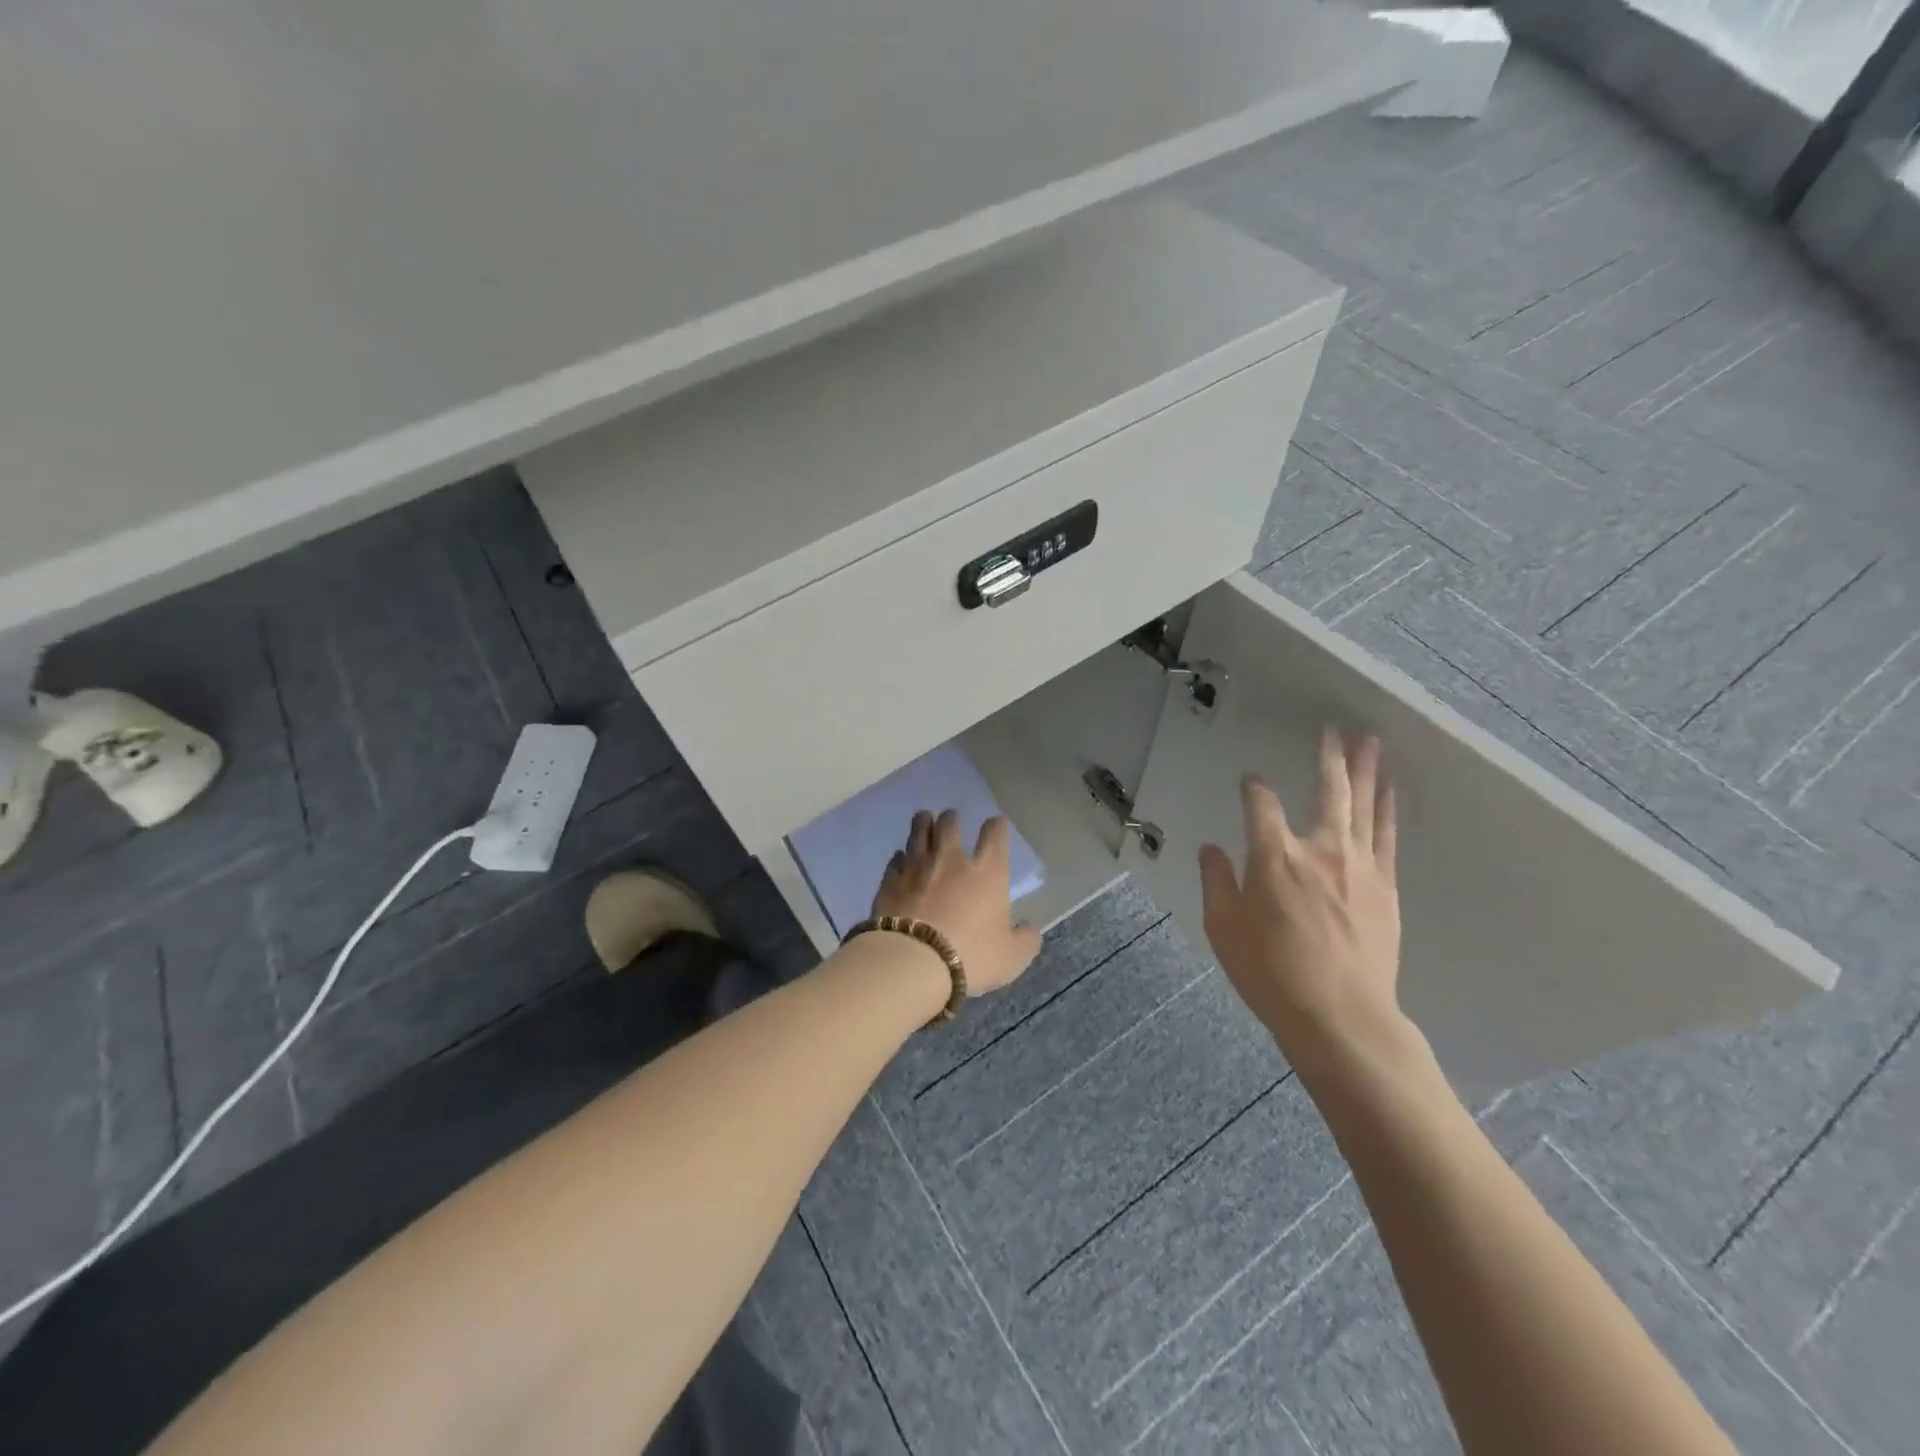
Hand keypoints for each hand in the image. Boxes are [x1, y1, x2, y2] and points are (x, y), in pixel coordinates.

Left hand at [872, 811, 1042, 994]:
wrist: (911, 961)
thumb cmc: (970, 956)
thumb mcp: (1010, 958)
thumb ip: (1024, 941)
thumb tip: (1031, 931)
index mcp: (987, 872)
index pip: (995, 834)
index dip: (997, 826)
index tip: (996, 826)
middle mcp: (951, 859)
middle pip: (950, 823)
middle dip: (952, 819)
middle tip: (952, 820)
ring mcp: (917, 866)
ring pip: (919, 830)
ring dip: (924, 823)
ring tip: (925, 820)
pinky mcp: (890, 879)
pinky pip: (897, 859)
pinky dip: (902, 857)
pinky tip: (902, 861)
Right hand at [1197, 728, 1424, 1084]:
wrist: (1341, 1017)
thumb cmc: (1271, 973)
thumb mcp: (1223, 929)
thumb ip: (1216, 881)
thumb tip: (1211, 848)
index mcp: (1273, 857)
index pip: (1260, 803)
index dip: (1252, 787)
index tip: (1249, 783)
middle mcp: (1319, 849)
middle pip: (1327, 790)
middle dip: (1328, 756)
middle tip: (1333, 728)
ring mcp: (1358, 865)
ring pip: (1364, 805)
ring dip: (1366, 770)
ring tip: (1371, 740)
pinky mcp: (1384, 886)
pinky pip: (1387, 835)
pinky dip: (1388, 807)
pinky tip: (1390, 789)